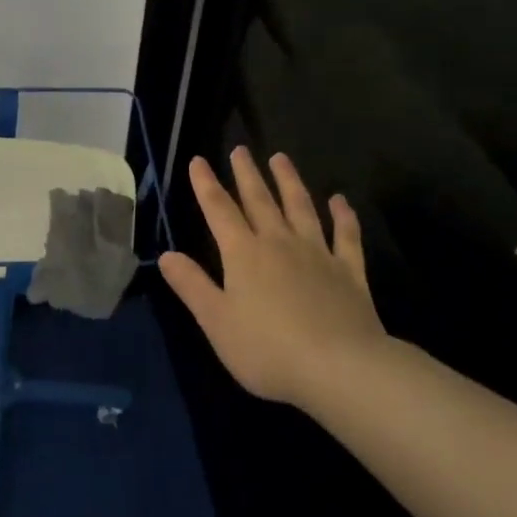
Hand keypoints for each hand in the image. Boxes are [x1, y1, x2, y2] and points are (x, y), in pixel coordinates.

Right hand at [159, 148, 387, 407]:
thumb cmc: (268, 349)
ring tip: (281, 158)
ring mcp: (317, 254)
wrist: (340, 367)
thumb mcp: (216, 321)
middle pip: (260, 201)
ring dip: (289, 181)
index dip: (206, 185)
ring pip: (301, 207)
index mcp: (243, 254)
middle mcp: (279, 243)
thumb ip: (192, 285)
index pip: (219, 211)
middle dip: (247, 174)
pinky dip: (344, 216)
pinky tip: (340, 201)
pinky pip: (346, 236)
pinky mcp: (349, 272)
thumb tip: (166, 255)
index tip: (199, 161)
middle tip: (240, 149)